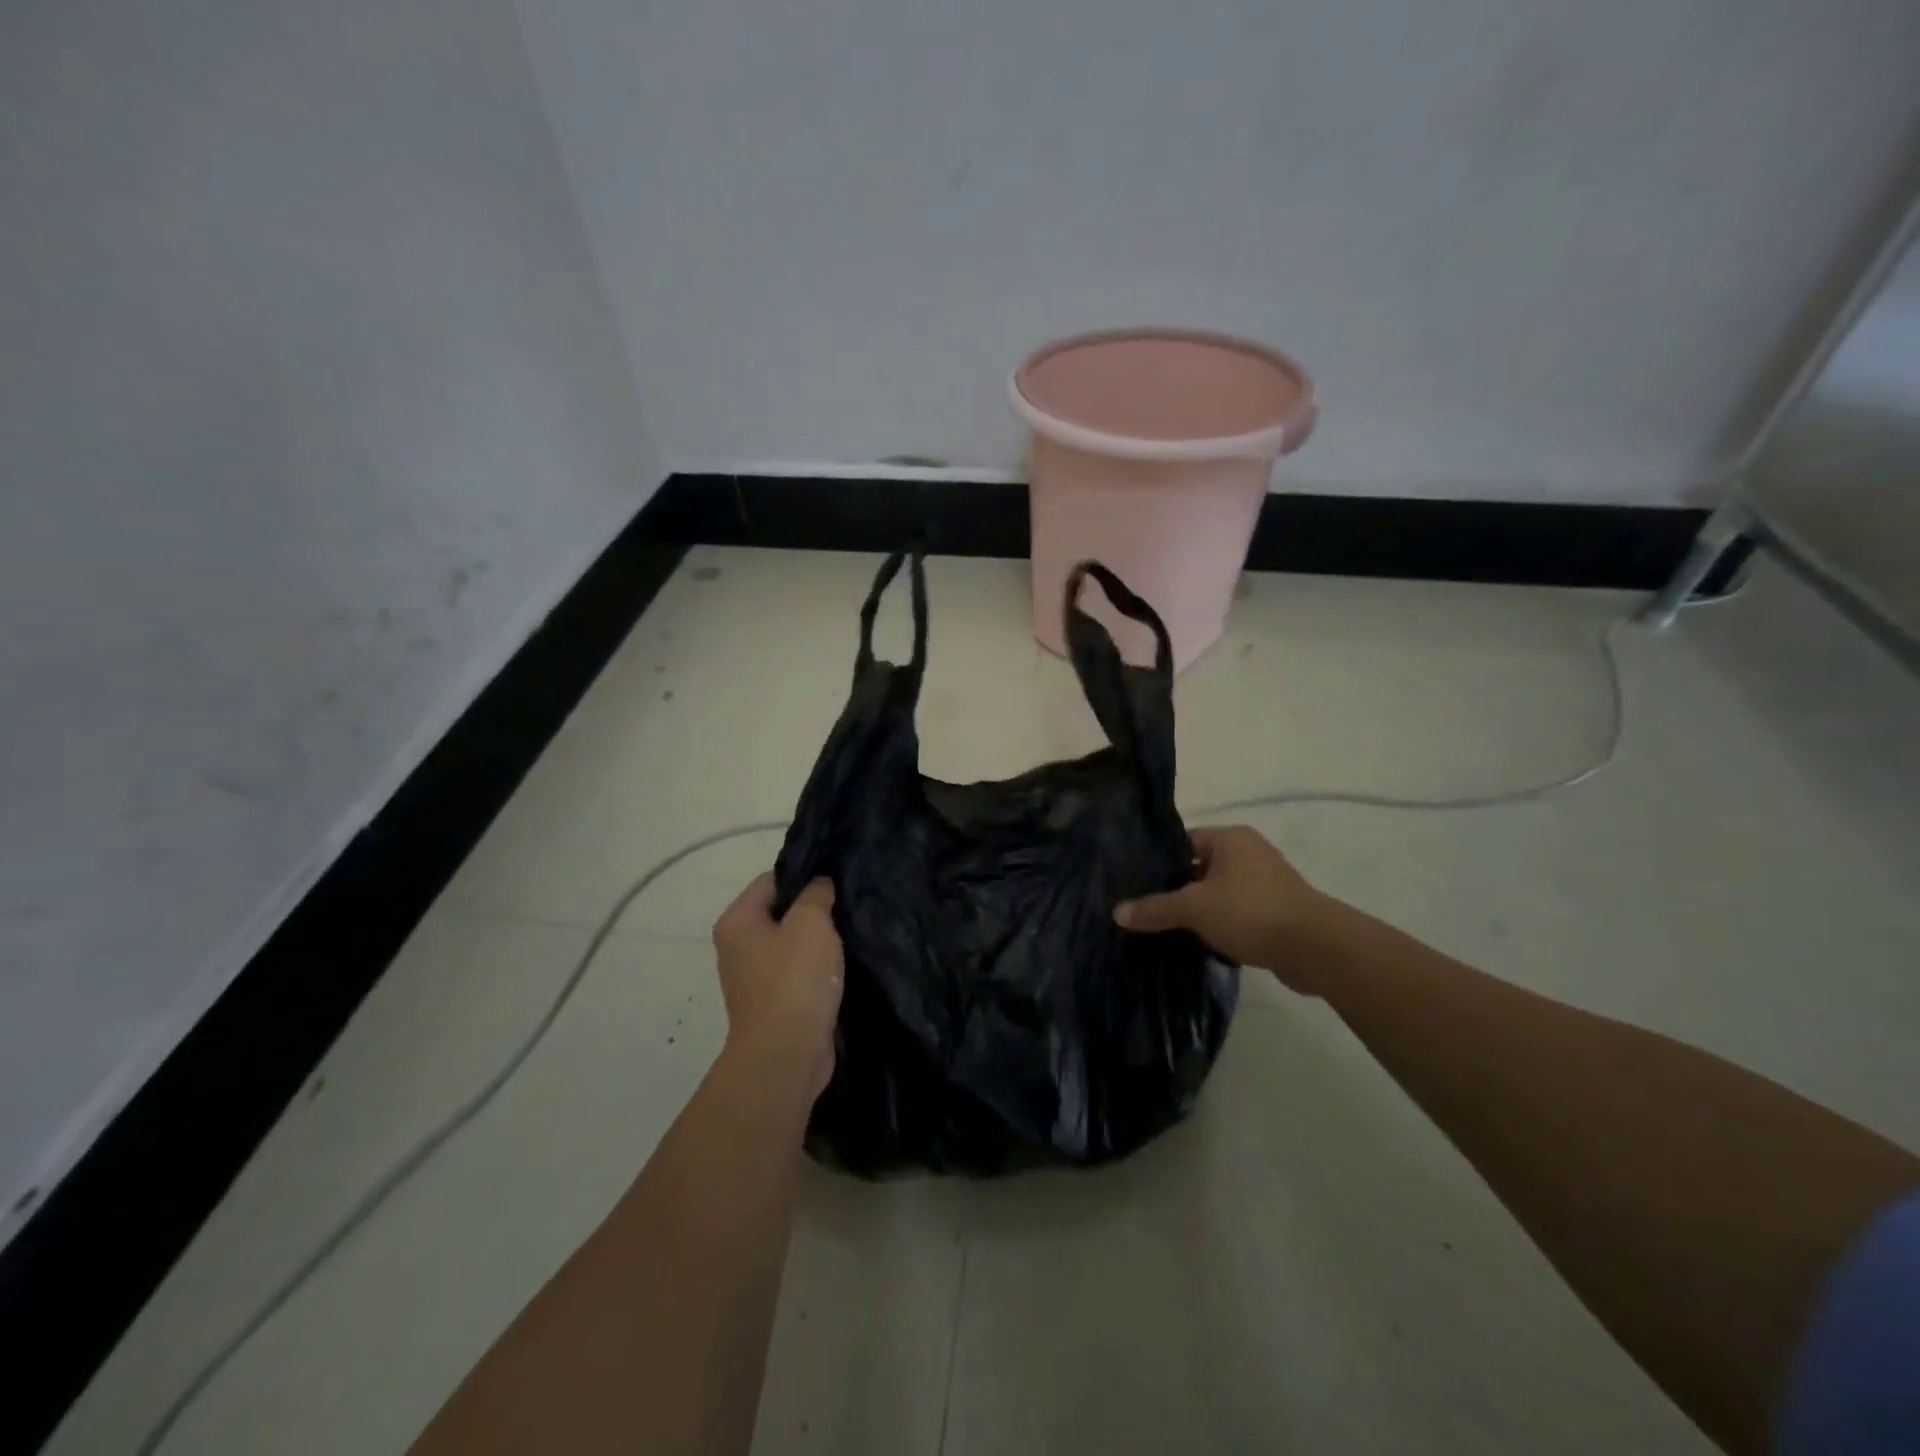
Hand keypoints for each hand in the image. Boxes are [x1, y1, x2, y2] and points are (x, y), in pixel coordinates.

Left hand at [712, 874, 843, 1093]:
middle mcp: (738, 946)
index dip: (806, 875)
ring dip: (818, 940)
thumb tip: (819, 884)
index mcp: (737, 921)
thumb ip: (816, 893)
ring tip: (849, 933)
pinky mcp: (774, 1002)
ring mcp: (754, 977)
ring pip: (792, 943)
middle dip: (814, 909)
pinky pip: (798, 971)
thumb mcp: (811, 922)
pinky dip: (818, 968)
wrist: (787, 1054)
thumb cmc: (795, 980)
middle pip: (781, 911)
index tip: (837, 880)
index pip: (772, 879)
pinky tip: (842, 965)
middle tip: (847, 905)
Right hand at [1114, 826, 1332, 994]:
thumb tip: (1116, 912)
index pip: (1182, 842)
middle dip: (1174, 888)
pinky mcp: (1275, 912)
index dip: (1158, 861)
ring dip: (1197, 909)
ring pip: (1217, 892)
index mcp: (1230, 839)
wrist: (1317, 949)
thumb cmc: (1251, 912)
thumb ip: (1155, 908)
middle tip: (1143, 907)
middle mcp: (1248, 853)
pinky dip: (1218, 924)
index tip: (1134, 882)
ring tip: (1164, 927)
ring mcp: (1265, 883)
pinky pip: (1235, 912)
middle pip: (1198, 867)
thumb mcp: (1194, 908)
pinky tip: (1197, 941)